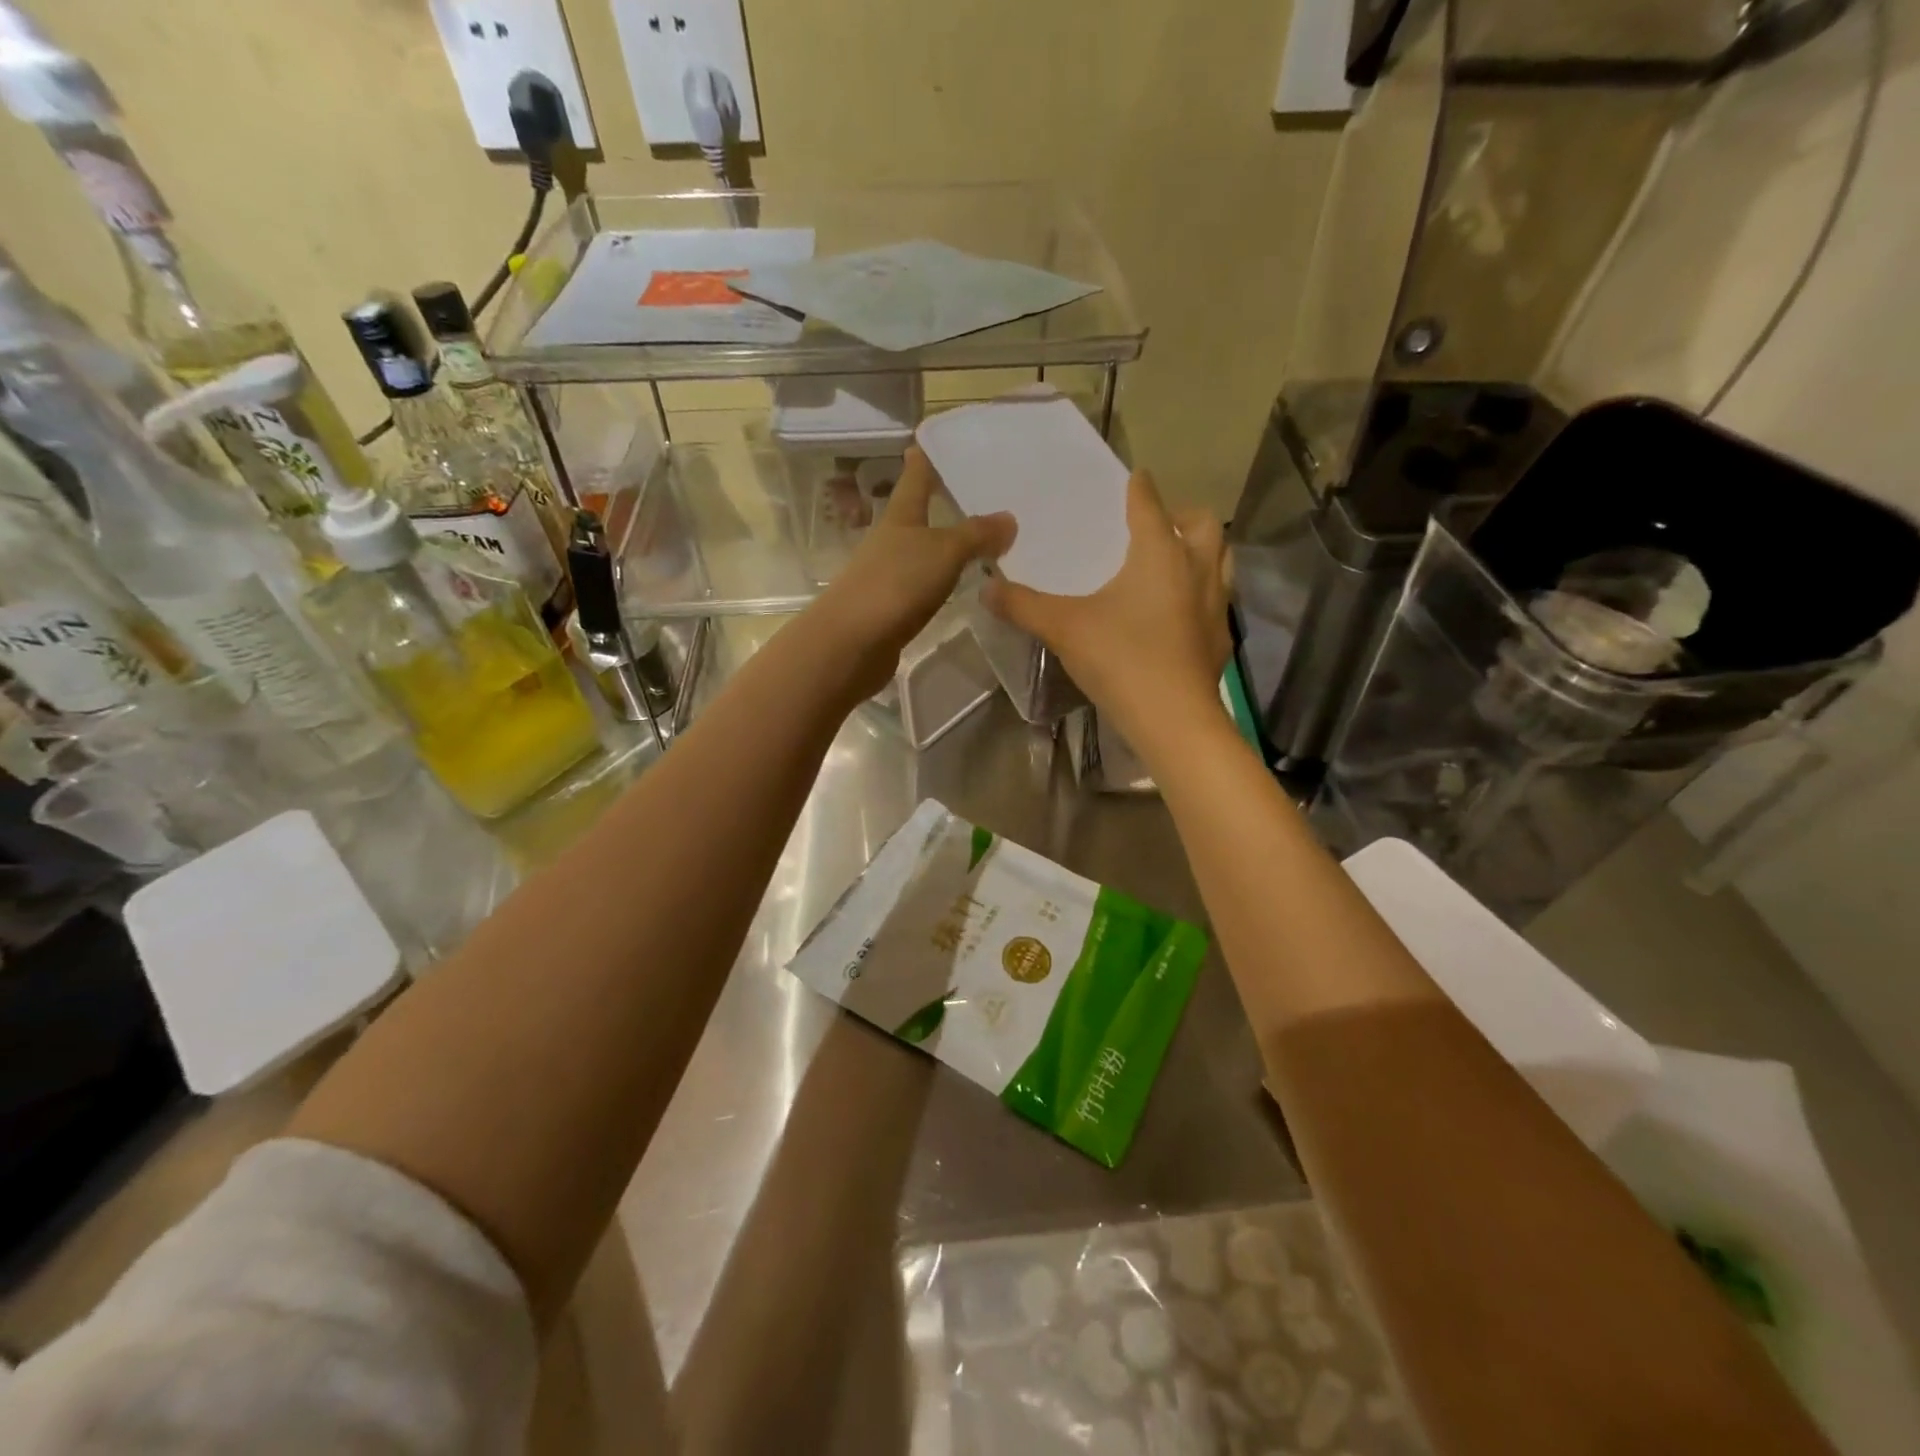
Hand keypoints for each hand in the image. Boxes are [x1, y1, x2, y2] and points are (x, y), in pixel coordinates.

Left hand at [812, 448, 1014, 700]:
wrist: (851, 643)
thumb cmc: (895, 584)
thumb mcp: (943, 552)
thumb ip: (976, 535)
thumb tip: (1009, 518)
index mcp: (900, 516)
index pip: (915, 477)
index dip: (925, 457)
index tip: (934, 439)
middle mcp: (891, 540)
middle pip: (918, 514)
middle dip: (942, 502)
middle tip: (980, 492)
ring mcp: (889, 575)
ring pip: (923, 551)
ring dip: (946, 545)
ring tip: (982, 540)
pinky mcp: (892, 608)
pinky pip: (925, 585)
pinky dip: (943, 580)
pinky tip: (962, 584)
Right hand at [984, 471, 1231, 757]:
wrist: (1173, 719)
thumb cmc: (1120, 658)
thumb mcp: (1062, 628)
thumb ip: (1022, 605)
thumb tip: (985, 589)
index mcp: (1159, 553)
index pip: (1150, 504)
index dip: (1140, 488)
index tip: (1133, 479)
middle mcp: (1196, 568)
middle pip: (1202, 523)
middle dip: (1181, 516)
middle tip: (1156, 526)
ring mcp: (1216, 605)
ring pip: (1221, 559)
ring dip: (1201, 552)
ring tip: (1173, 564)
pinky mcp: (1221, 639)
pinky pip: (1218, 601)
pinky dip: (1203, 596)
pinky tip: (1180, 616)